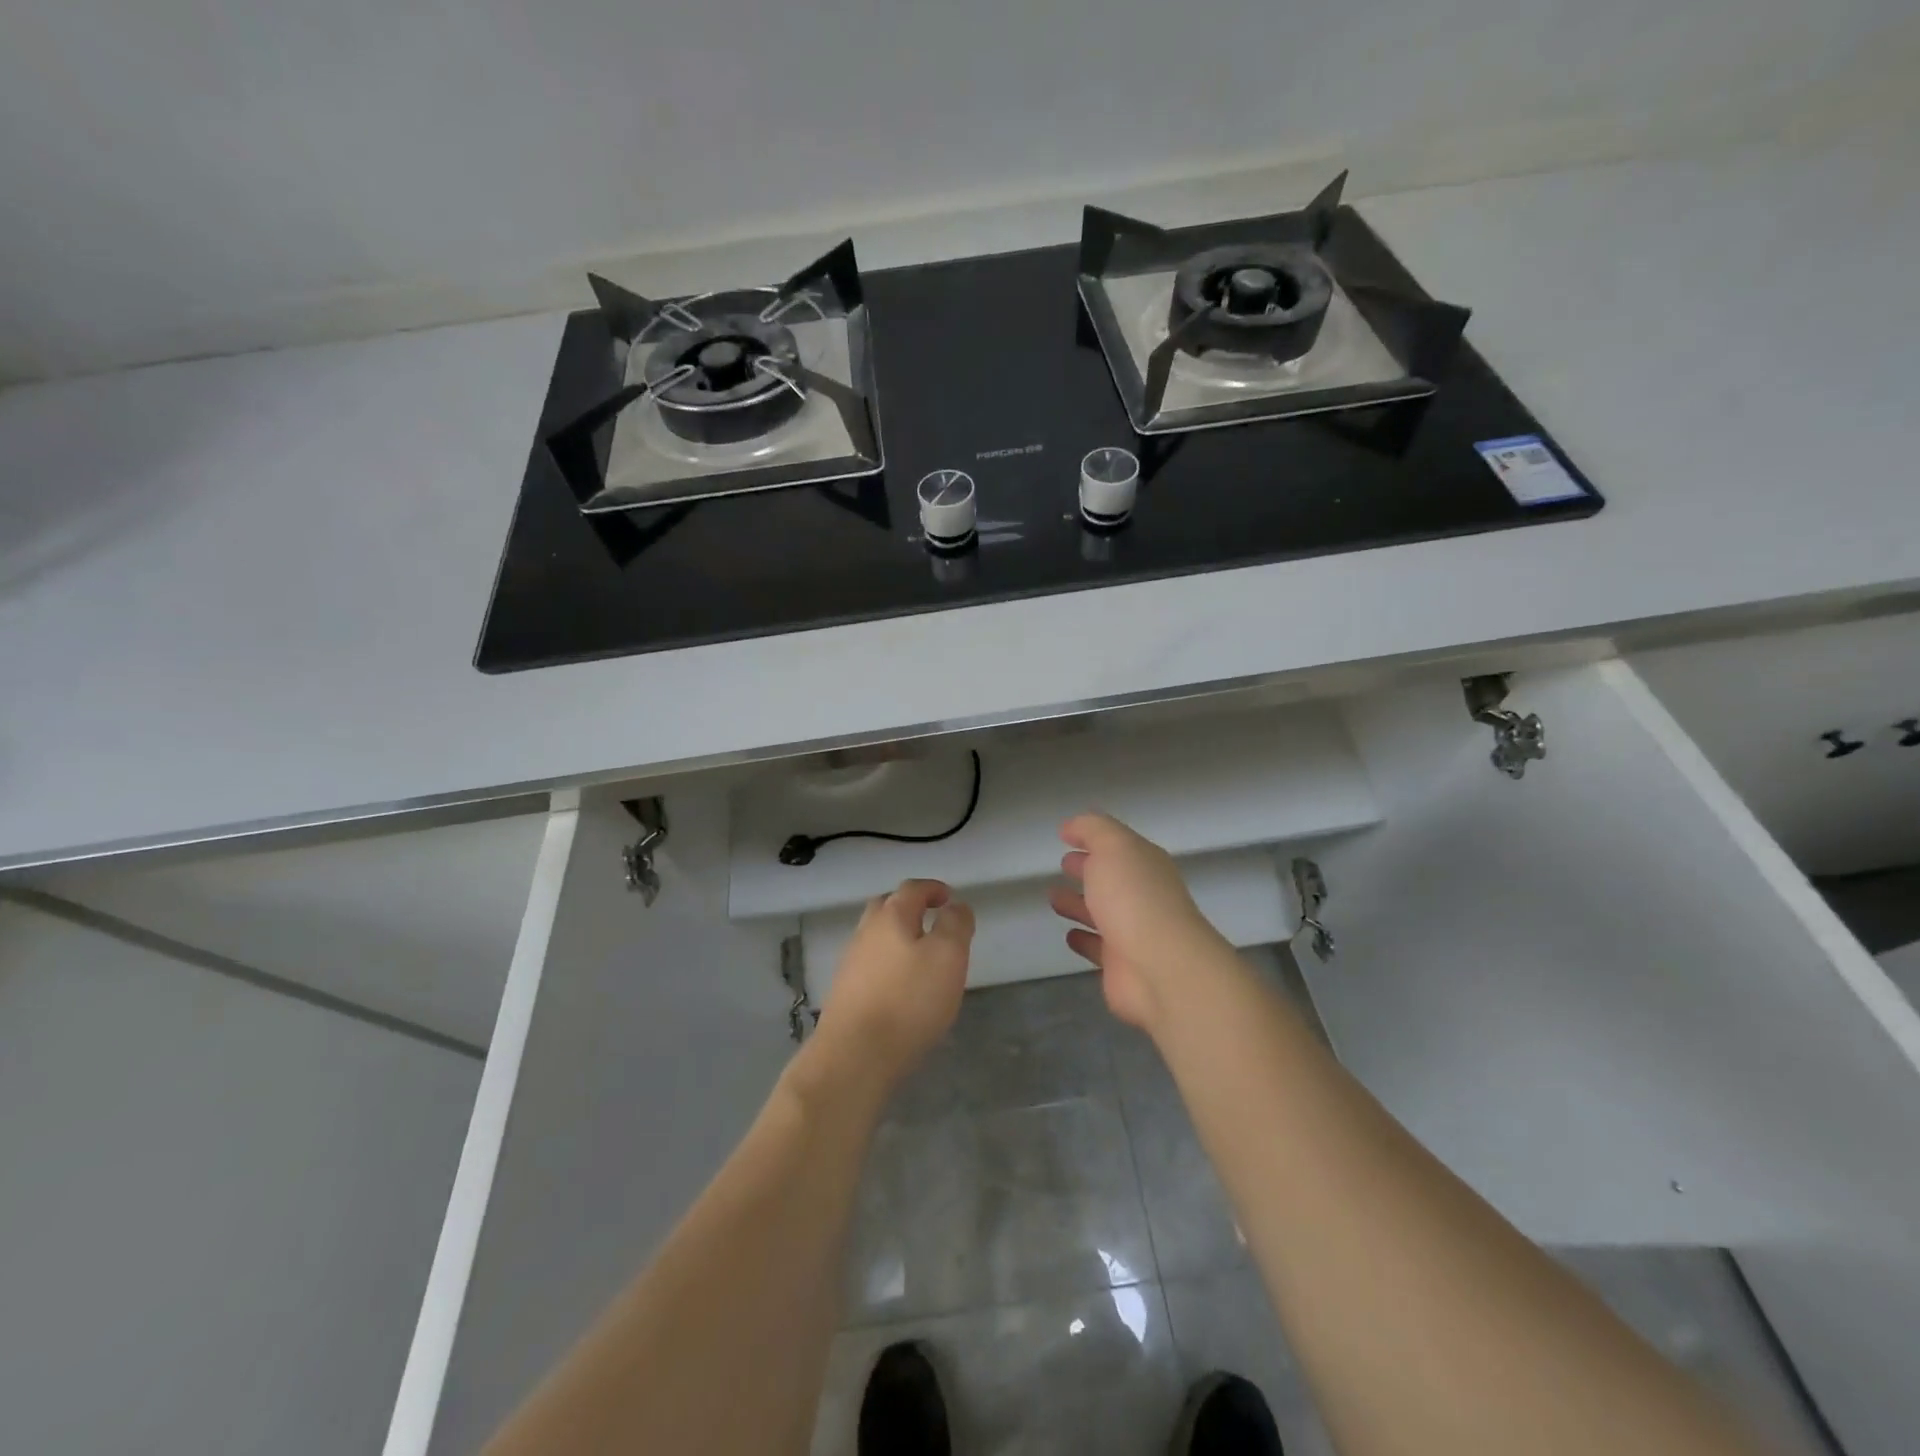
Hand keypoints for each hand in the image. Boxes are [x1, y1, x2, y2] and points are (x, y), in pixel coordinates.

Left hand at [812, 879, 973, 1092]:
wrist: (855, 1056)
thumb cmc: (909, 1000)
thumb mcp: (948, 956)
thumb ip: (955, 925)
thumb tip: (956, 906)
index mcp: (891, 916)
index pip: (912, 889)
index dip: (933, 888)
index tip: (949, 897)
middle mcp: (865, 932)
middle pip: (887, 907)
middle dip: (910, 908)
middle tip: (932, 920)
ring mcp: (850, 962)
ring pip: (876, 937)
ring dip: (897, 937)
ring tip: (921, 956)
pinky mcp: (845, 992)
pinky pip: (870, 964)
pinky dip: (888, 963)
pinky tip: (901, 985)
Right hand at [1049, 813, 1231, 1030]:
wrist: (1161, 969)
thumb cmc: (1134, 899)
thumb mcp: (1113, 847)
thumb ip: (1092, 830)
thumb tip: (1072, 825)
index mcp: (1144, 865)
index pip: (1117, 845)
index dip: (1092, 837)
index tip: (1065, 834)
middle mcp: (1143, 896)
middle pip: (1112, 878)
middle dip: (1088, 869)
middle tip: (1063, 864)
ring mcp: (1134, 932)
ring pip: (1101, 912)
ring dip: (1079, 904)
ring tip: (1053, 897)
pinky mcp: (1121, 965)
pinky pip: (1098, 947)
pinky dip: (1084, 939)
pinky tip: (1069, 935)